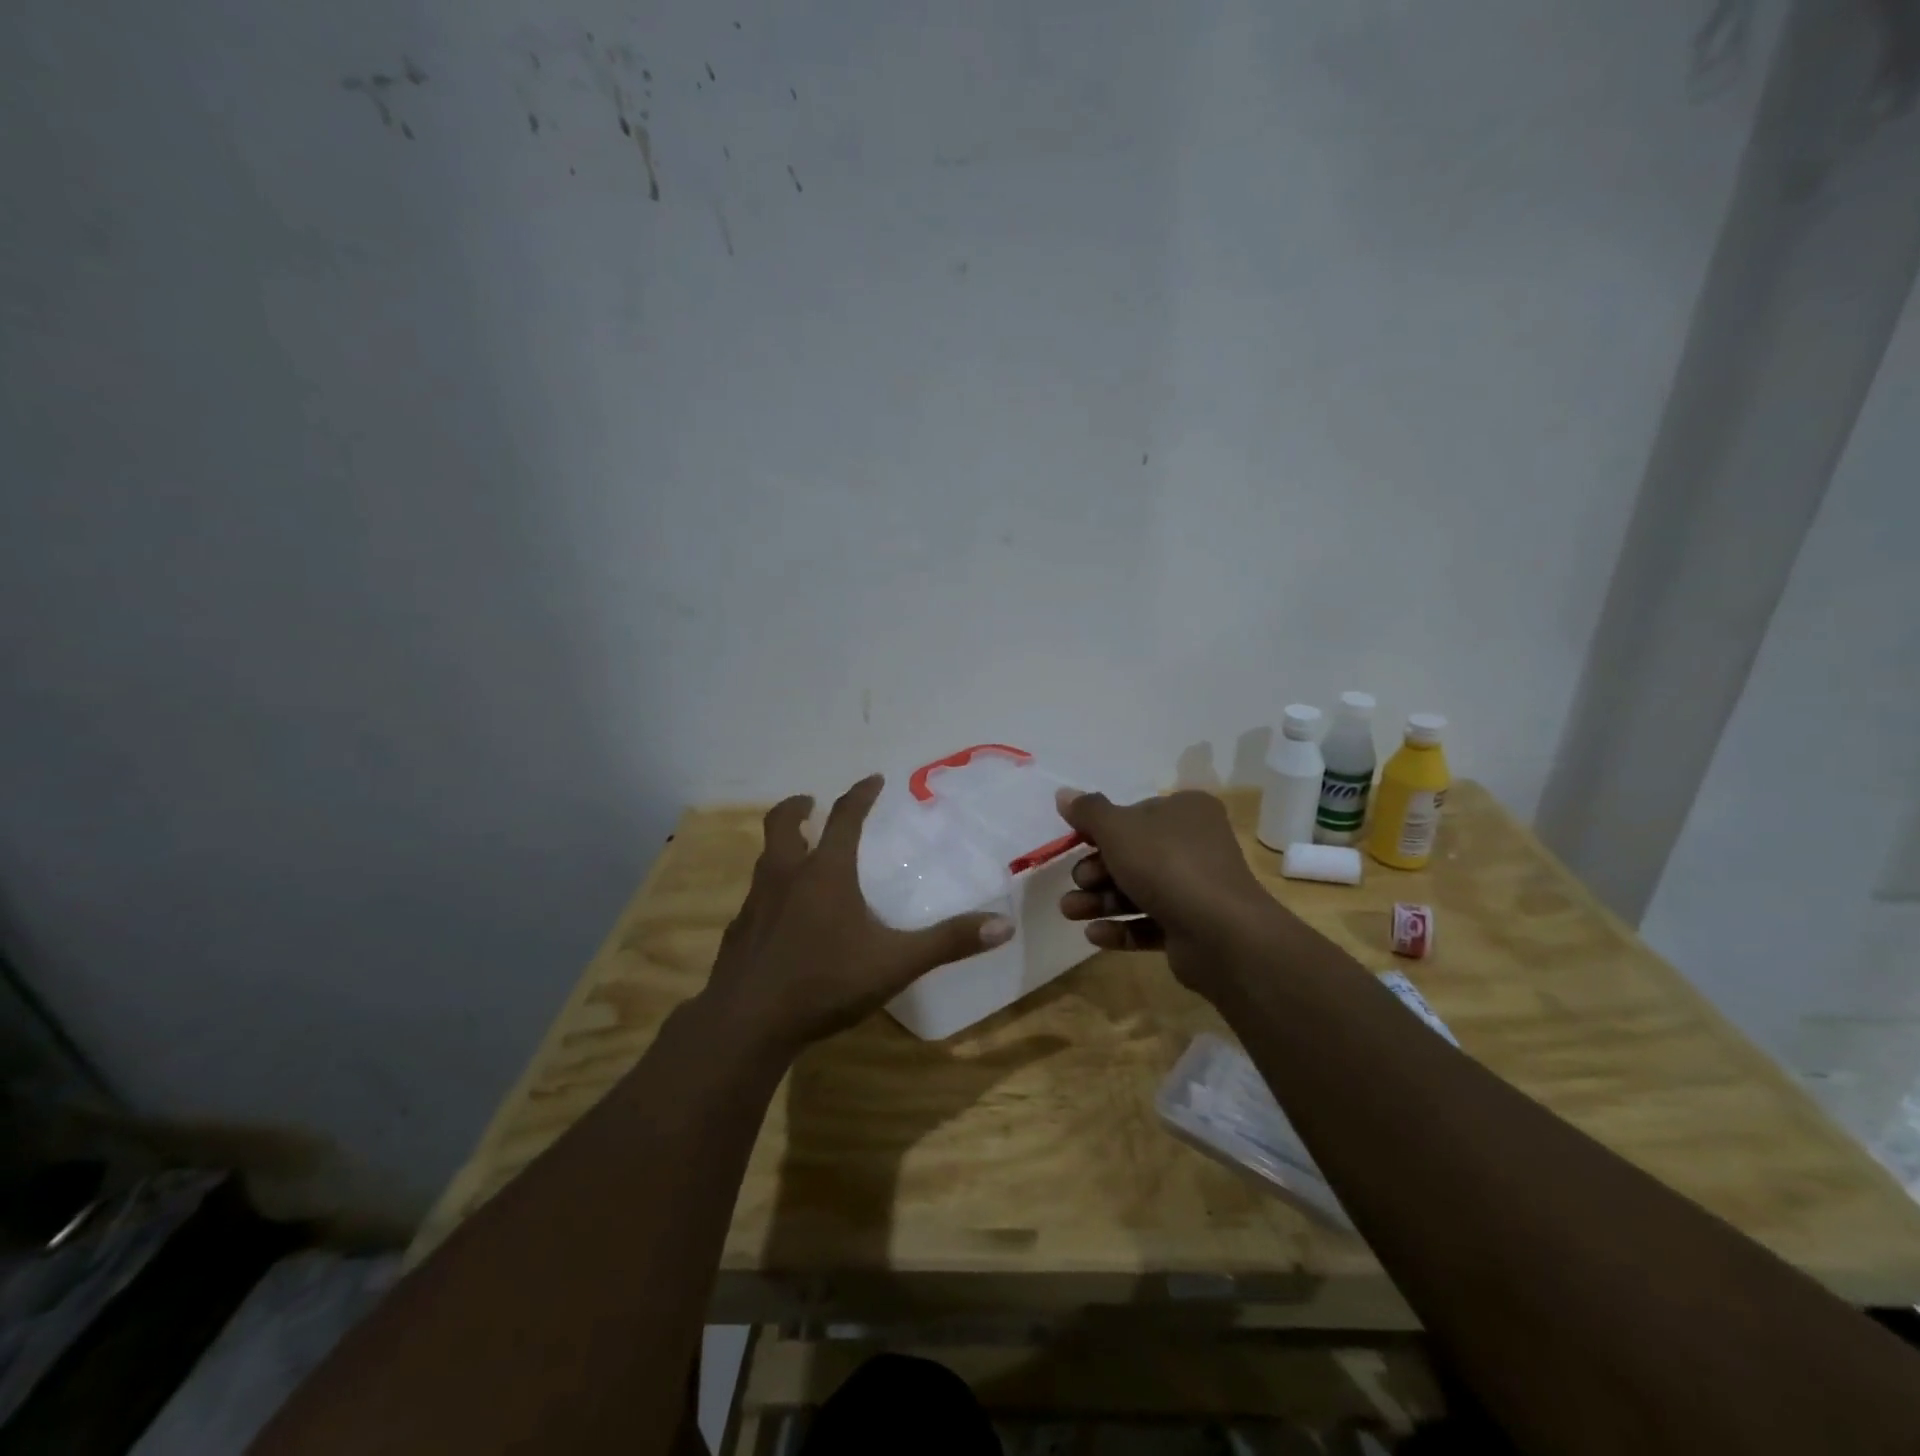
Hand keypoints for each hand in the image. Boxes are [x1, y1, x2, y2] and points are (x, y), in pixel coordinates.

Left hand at [699, 775, 1014, 1054]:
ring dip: (782, 846)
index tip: (873, 779)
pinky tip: (781, 915)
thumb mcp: (895, 963)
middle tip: (810, 803)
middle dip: (797, 807)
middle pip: (783, 824)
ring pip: (765, 858)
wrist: (747, 1024)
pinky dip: (770, 889)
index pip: (844, 817)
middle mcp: (786, 876)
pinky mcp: (738, 931)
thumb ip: (947, 942)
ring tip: (799, 854)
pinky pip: (755, 896)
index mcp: (825, 873)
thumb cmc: (825, 983)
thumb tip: (1003, 925)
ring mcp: (755, 903)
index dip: (860, 794)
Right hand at [1055, 788, 1287, 997]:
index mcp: (1186, 812)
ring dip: (1100, 901)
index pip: (1135, 813)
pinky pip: (1150, 923)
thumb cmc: (1166, 865)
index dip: (1102, 829)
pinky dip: (1122, 927)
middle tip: (1078, 882)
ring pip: (1138, 890)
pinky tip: (1094, 935)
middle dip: (1096, 871)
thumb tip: (1063, 793)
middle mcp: (1195, 845)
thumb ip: (1088, 812)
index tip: (1076, 843)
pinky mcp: (1193, 927)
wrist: (1220, 933)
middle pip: (1133, 855)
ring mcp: (1197, 889)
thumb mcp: (1117, 829)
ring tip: (1070, 913)